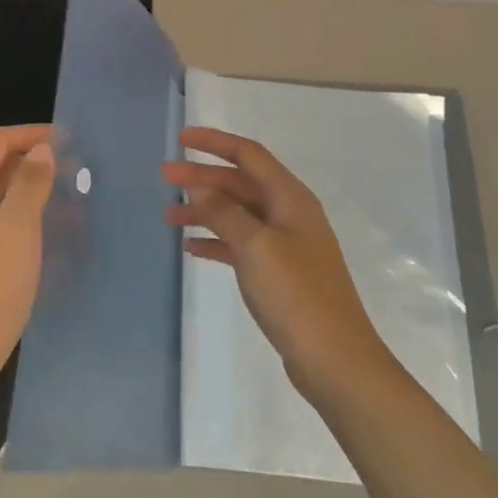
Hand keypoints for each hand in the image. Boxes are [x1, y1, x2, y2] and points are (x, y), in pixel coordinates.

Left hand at [0, 124, 55, 396]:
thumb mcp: (16, 231)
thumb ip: (29, 184)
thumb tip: (41, 150)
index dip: (31, 134)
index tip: (70, 139)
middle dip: (34, 161)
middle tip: (76, 169)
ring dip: (32, 189)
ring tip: (71, 197)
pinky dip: (24, 215)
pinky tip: (50, 228)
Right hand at [163, 127, 389, 395]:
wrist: (334, 359)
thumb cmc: (295, 294)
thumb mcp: (256, 245)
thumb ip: (225, 212)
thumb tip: (200, 188)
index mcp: (290, 198)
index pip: (248, 155)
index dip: (214, 142)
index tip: (181, 138)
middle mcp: (288, 214)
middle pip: (239, 183)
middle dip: (202, 177)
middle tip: (163, 177)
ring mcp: (284, 245)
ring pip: (236, 214)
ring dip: (204, 211)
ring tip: (167, 217)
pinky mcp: (277, 273)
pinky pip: (239, 245)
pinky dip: (215, 241)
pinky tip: (190, 248)